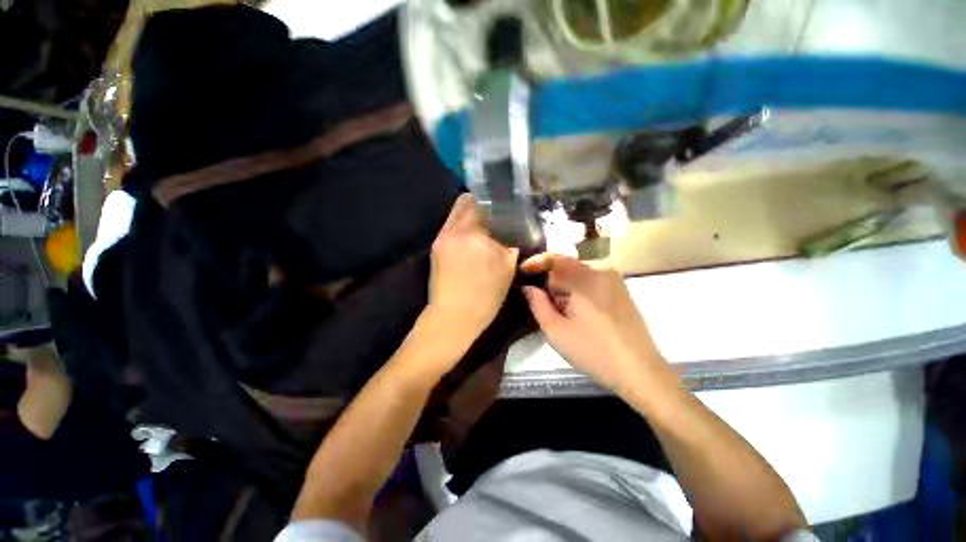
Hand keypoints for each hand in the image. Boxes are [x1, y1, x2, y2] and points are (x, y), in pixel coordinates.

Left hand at [427, 194, 518, 346]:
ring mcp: (441, 238)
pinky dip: (461, 228)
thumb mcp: (507, 270)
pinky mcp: (435, 248)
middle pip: (463, 203)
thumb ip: (509, 246)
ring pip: (455, 215)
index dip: (493, 201)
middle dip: (479, 205)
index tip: (502, 207)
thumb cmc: (485, 296)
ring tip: (482, 228)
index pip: (480, 202)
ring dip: (468, 216)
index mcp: (473, 234)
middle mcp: (453, 230)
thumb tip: (511, 234)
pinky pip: (450, 228)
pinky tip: (470, 240)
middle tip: (493, 215)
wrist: (453, 316)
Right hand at [520, 254, 674, 395]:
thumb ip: (538, 304)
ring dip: (564, 289)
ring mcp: (615, 282)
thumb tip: (529, 287)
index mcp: (585, 278)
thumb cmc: (594, 351)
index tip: (521, 272)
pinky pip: (592, 283)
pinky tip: (579, 315)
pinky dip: (578, 292)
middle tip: (542, 304)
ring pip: (579, 276)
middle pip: (566, 267)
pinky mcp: (622, 293)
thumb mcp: (556, 331)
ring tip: (561, 314)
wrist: (641, 372)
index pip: (555, 258)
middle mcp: (602, 272)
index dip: (535, 262)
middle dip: (550, 282)